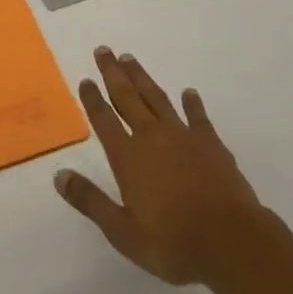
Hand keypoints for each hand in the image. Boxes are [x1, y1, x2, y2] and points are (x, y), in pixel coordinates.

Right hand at [55, 46, 265, 288]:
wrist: (233, 243)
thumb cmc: (174, 243)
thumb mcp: (123, 232)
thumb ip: (91, 201)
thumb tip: (59, 176)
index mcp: (128, 157)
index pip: (104, 119)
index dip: (92, 98)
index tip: (85, 79)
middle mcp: (151, 137)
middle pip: (127, 97)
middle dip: (113, 73)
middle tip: (103, 50)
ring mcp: (183, 136)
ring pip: (156, 98)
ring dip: (141, 78)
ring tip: (129, 59)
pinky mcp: (211, 144)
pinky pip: (197, 116)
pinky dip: (192, 103)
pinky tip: (188, 93)